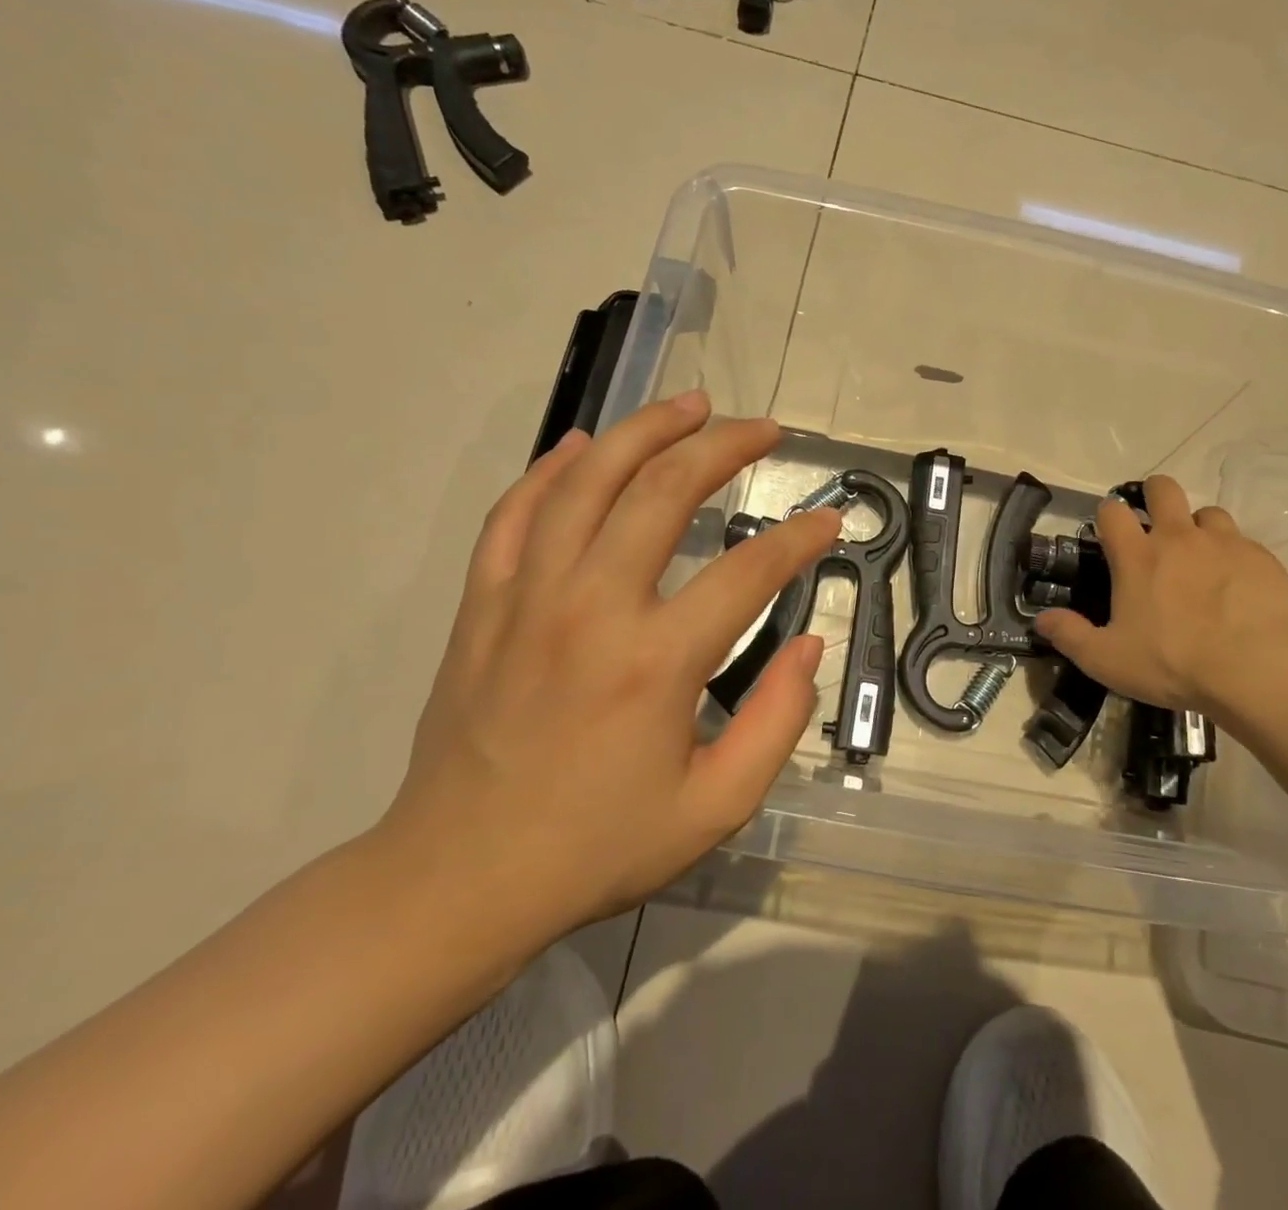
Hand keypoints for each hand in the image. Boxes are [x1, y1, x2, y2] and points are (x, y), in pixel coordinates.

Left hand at [376, 392, 839, 957]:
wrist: (456, 882)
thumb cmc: (596, 848)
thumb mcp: (715, 807)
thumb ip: (778, 721)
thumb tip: (809, 644)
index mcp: (657, 660)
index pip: (749, 569)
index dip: (800, 537)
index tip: (830, 520)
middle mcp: (592, 607)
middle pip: (664, 491)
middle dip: (725, 447)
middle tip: (764, 429)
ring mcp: (528, 597)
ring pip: (588, 480)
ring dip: (645, 430)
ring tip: (690, 404)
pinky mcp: (484, 604)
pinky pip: (516, 513)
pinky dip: (551, 469)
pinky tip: (581, 444)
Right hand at [1034, 475, 1287, 734]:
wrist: (1254, 670)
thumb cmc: (1172, 663)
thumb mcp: (1107, 660)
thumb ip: (1070, 636)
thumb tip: (1041, 619)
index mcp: (1137, 556)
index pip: (1113, 510)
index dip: (1108, 515)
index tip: (1111, 534)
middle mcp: (1178, 537)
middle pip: (1163, 488)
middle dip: (1155, 497)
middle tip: (1156, 528)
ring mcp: (1223, 543)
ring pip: (1208, 512)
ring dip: (1199, 528)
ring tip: (1201, 559)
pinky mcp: (1260, 558)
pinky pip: (1243, 543)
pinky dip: (1234, 556)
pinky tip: (1236, 585)